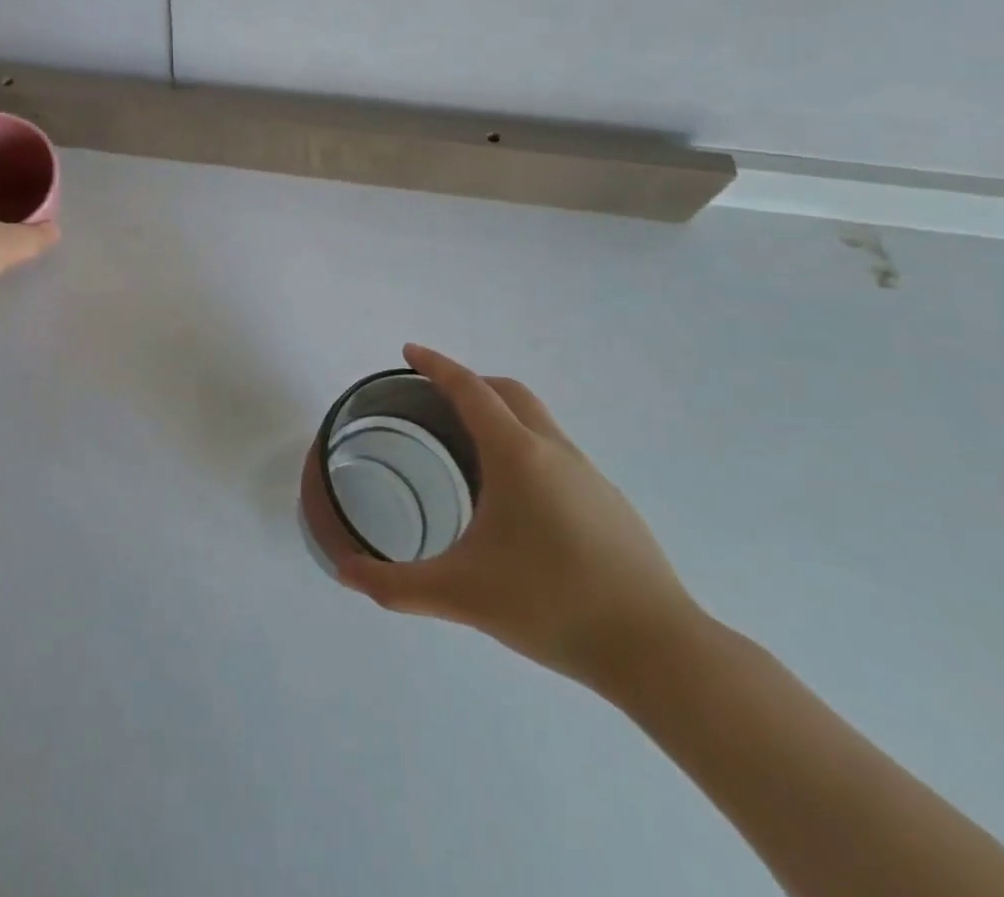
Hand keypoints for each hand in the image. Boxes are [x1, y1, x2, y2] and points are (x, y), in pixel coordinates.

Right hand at [336, 344, 701, 692]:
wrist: (660, 652)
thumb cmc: (551, 605)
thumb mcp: (461, 595)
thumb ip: (396, 585)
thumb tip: (343, 573)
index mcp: (516, 454)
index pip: (469, 389)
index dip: (436, 365)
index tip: (410, 351)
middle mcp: (554, 451)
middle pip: (508, 392)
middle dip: (470, 382)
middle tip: (434, 397)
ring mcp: (589, 475)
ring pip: (538, 421)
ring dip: (501, 414)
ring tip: (470, 448)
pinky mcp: (610, 503)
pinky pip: (557, 452)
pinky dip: (525, 447)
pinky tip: (517, 499)